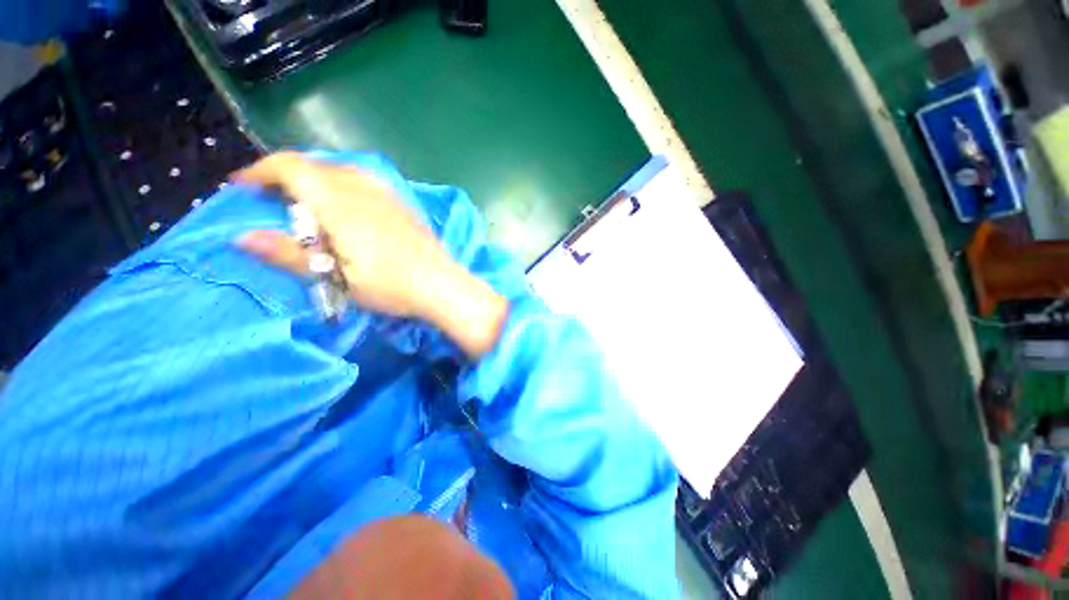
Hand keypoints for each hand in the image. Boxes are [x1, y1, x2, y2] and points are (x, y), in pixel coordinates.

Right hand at [232, 152, 506, 357]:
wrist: (442, 284)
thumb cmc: (391, 286)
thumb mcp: (338, 278)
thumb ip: (290, 255)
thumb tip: (242, 238)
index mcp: (340, 204)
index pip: (292, 167)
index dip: (261, 170)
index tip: (242, 186)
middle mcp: (364, 189)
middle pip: (316, 166)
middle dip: (287, 176)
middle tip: (272, 199)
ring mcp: (388, 195)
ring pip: (342, 170)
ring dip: (316, 179)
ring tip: (307, 202)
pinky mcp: (403, 204)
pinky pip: (365, 181)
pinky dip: (343, 185)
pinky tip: (348, 207)